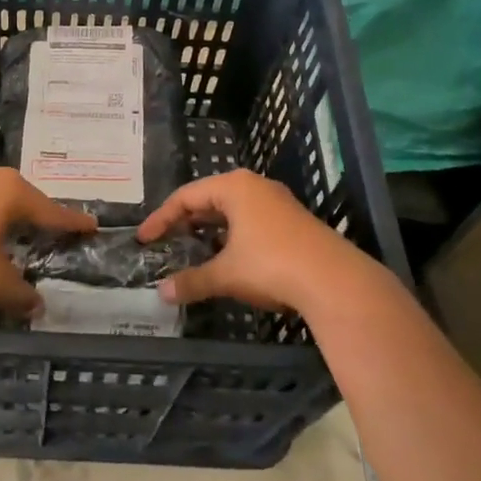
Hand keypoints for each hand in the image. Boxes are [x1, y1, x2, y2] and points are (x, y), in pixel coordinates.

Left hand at [0, 166, 95, 316]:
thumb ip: (19, 293)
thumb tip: (38, 306)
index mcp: (13, 192)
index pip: (51, 211)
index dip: (72, 222)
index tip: (92, 225)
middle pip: (28, 198)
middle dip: (43, 214)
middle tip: (59, 229)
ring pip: (2, 196)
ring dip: (15, 213)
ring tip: (25, 228)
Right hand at [137, 169, 376, 314]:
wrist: (335, 281)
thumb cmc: (272, 265)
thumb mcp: (226, 274)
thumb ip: (192, 281)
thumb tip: (162, 294)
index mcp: (234, 187)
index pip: (186, 196)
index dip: (161, 218)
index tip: (144, 239)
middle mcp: (255, 186)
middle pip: (209, 199)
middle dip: (186, 222)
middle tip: (166, 242)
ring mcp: (277, 202)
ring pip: (232, 211)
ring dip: (210, 230)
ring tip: (192, 250)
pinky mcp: (293, 222)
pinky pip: (251, 221)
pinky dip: (232, 236)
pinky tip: (228, 258)